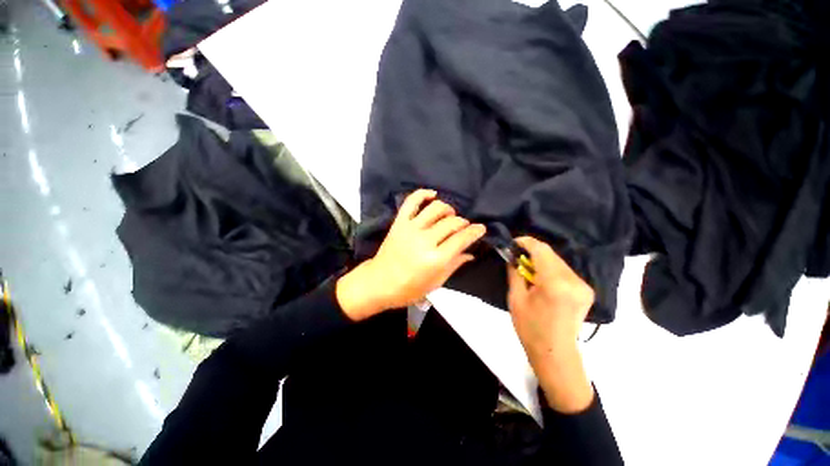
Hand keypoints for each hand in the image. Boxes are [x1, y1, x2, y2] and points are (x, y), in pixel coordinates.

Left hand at [337, 189, 485, 320]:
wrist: (379, 283)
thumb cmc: (409, 289)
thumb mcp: (436, 283)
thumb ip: (454, 265)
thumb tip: (470, 253)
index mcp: (435, 259)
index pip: (461, 239)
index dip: (475, 231)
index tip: (481, 228)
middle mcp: (425, 240)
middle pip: (451, 222)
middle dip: (463, 223)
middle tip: (464, 227)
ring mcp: (411, 228)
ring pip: (436, 208)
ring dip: (448, 209)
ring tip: (450, 215)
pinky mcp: (399, 222)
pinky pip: (411, 202)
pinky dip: (423, 194)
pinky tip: (432, 194)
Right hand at [507, 236, 595, 412]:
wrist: (555, 353)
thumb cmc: (530, 328)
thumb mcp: (515, 298)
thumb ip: (515, 272)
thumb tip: (512, 256)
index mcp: (555, 284)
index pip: (541, 250)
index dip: (526, 242)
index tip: (513, 243)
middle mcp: (574, 281)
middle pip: (551, 254)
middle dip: (532, 252)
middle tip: (517, 258)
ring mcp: (583, 286)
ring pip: (558, 261)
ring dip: (541, 261)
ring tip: (528, 270)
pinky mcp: (586, 290)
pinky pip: (565, 271)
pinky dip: (551, 269)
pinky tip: (541, 279)